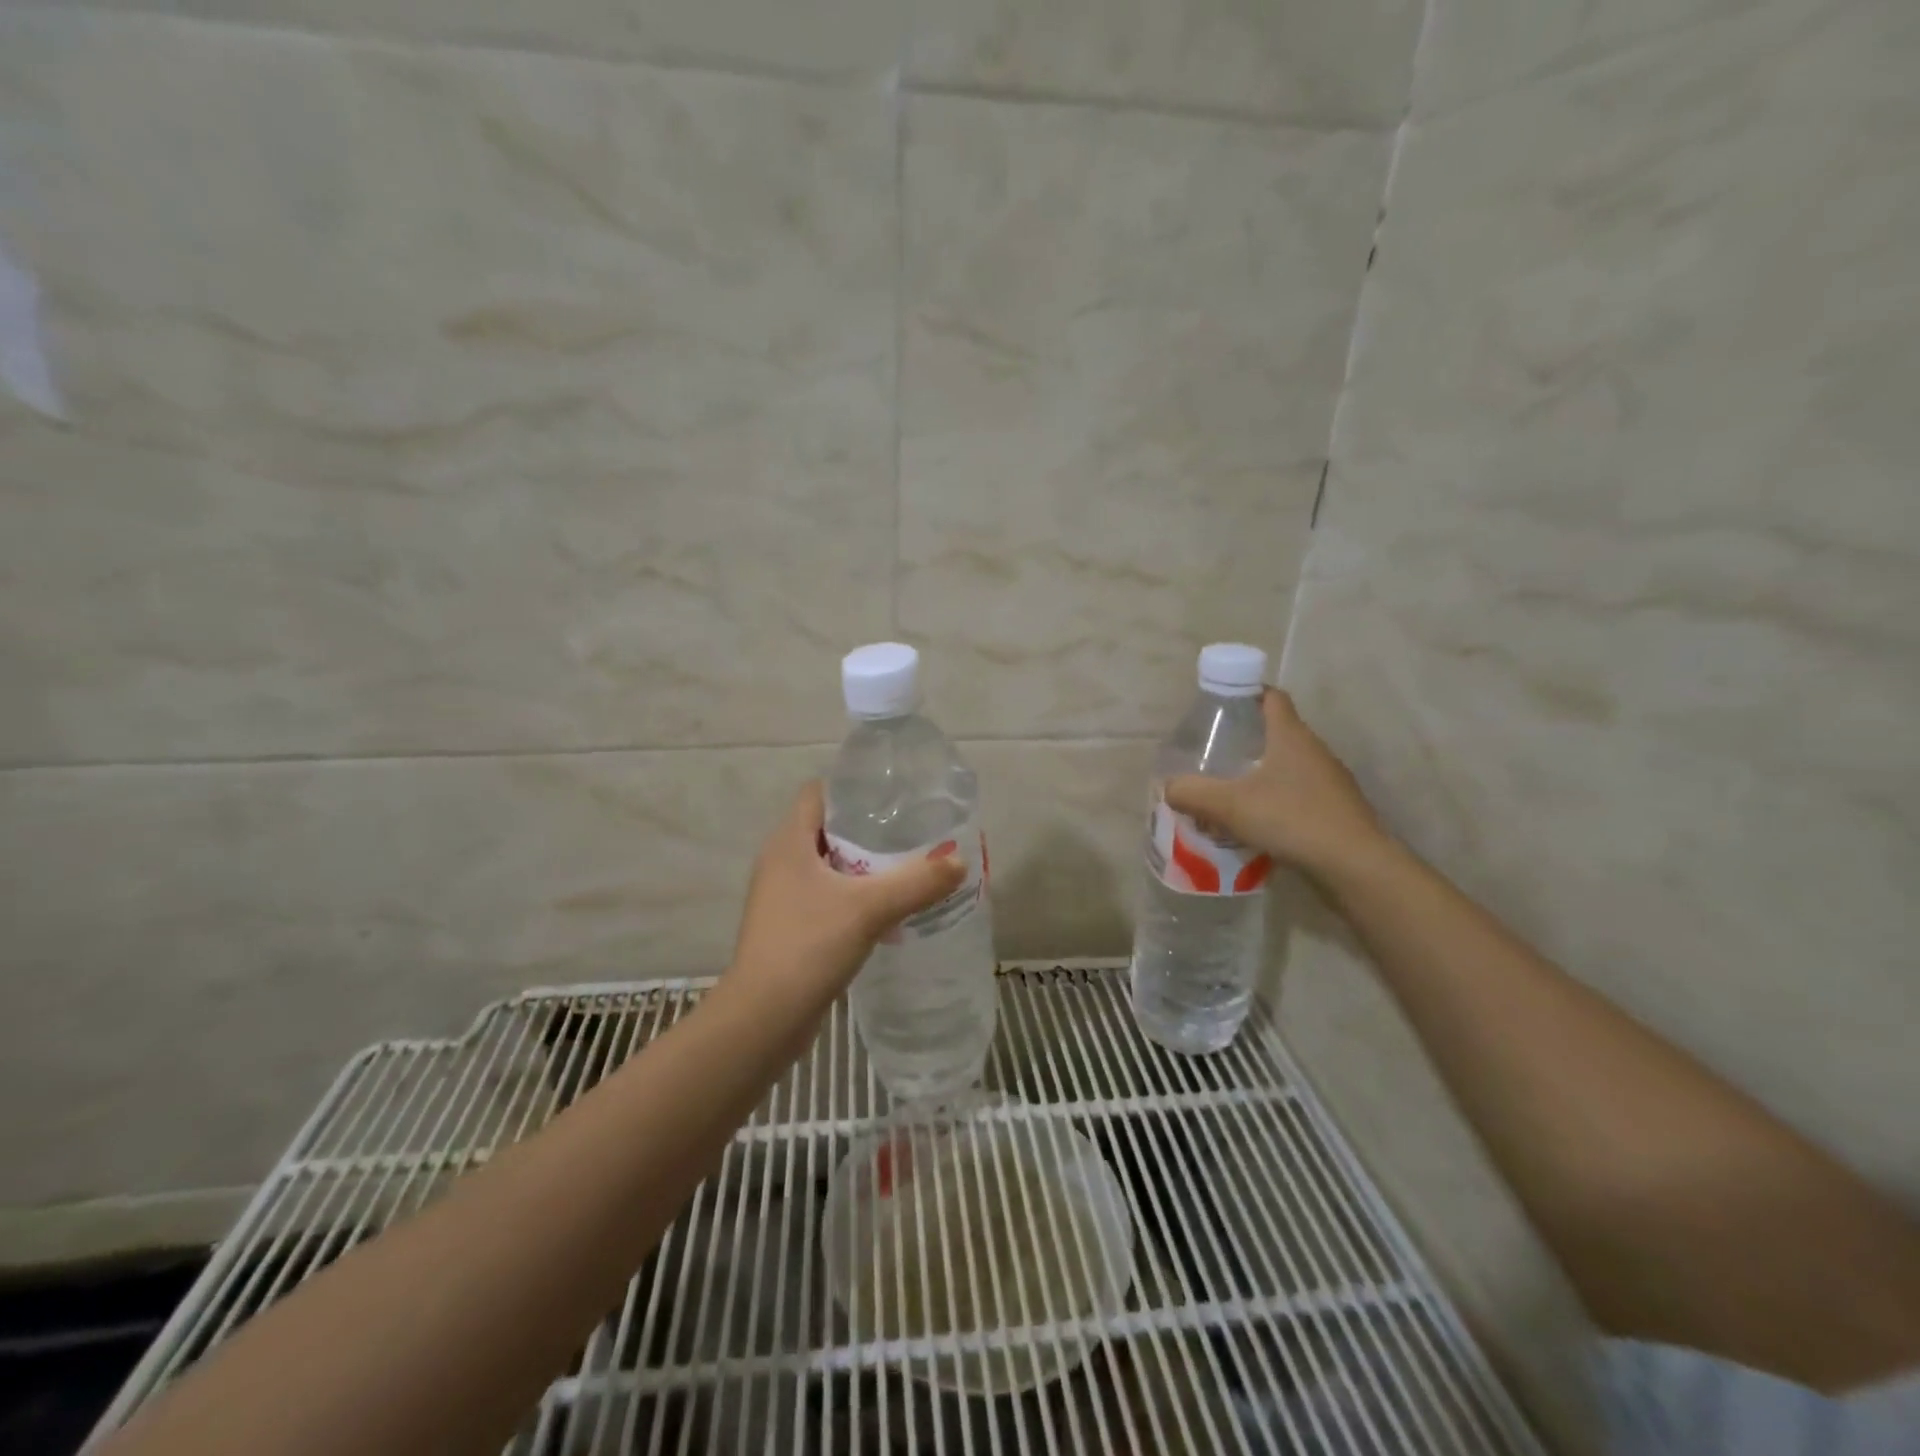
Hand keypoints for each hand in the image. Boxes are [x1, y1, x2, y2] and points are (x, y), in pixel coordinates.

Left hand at [727, 781, 964, 1011]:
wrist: (764, 1018)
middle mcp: (781, 862)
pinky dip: (855, 897)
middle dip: (868, 828)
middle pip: (827, 828)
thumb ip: (917, 882)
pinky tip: (887, 911)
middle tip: (911, 831)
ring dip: (864, 866)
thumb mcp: (870, 908)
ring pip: (829, 866)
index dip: (853, 787)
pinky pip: (827, 897)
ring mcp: (783, 897)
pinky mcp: (790, 927)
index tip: (892, 795)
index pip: (818, 793)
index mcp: (789, 842)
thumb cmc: (809, 946)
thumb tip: (959, 861)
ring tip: (908, 867)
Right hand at [1164, 688, 1388, 885]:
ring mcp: (1330, 781)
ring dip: (1262, 775)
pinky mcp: (1336, 810)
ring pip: (1288, 767)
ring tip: (1230, 793)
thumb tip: (1170, 788)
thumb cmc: (1292, 819)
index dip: (1247, 694)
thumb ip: (1192, 793)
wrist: (1356, 865)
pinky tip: (1258, 824)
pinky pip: (1299, 795)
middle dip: (1247, 740)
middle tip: (1215, 755)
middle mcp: (1314, 751)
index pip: (1271, 697)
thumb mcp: (1230, 805)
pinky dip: (1277, 801)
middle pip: (1278, 732)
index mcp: (1291, 736)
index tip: (1222, 705)